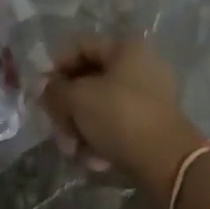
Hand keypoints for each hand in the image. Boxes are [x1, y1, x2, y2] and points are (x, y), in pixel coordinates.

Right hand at [42, 35, 205, 202]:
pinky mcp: (153, 126)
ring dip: (81, 128)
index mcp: (125, 49)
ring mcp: (149, 97)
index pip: (81, 46)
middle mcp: (140, 67)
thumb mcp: (78, 99)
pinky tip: (94, 162)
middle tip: (56, 128)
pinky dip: (102, 141)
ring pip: (101, 106)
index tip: (41, 91)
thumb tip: (44, 88)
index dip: (56, 65)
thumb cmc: (120, 116)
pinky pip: (117, 126)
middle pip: (89, 80)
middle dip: (68, 107)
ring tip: (73, 151)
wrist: (168, 162)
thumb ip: (55, 90)